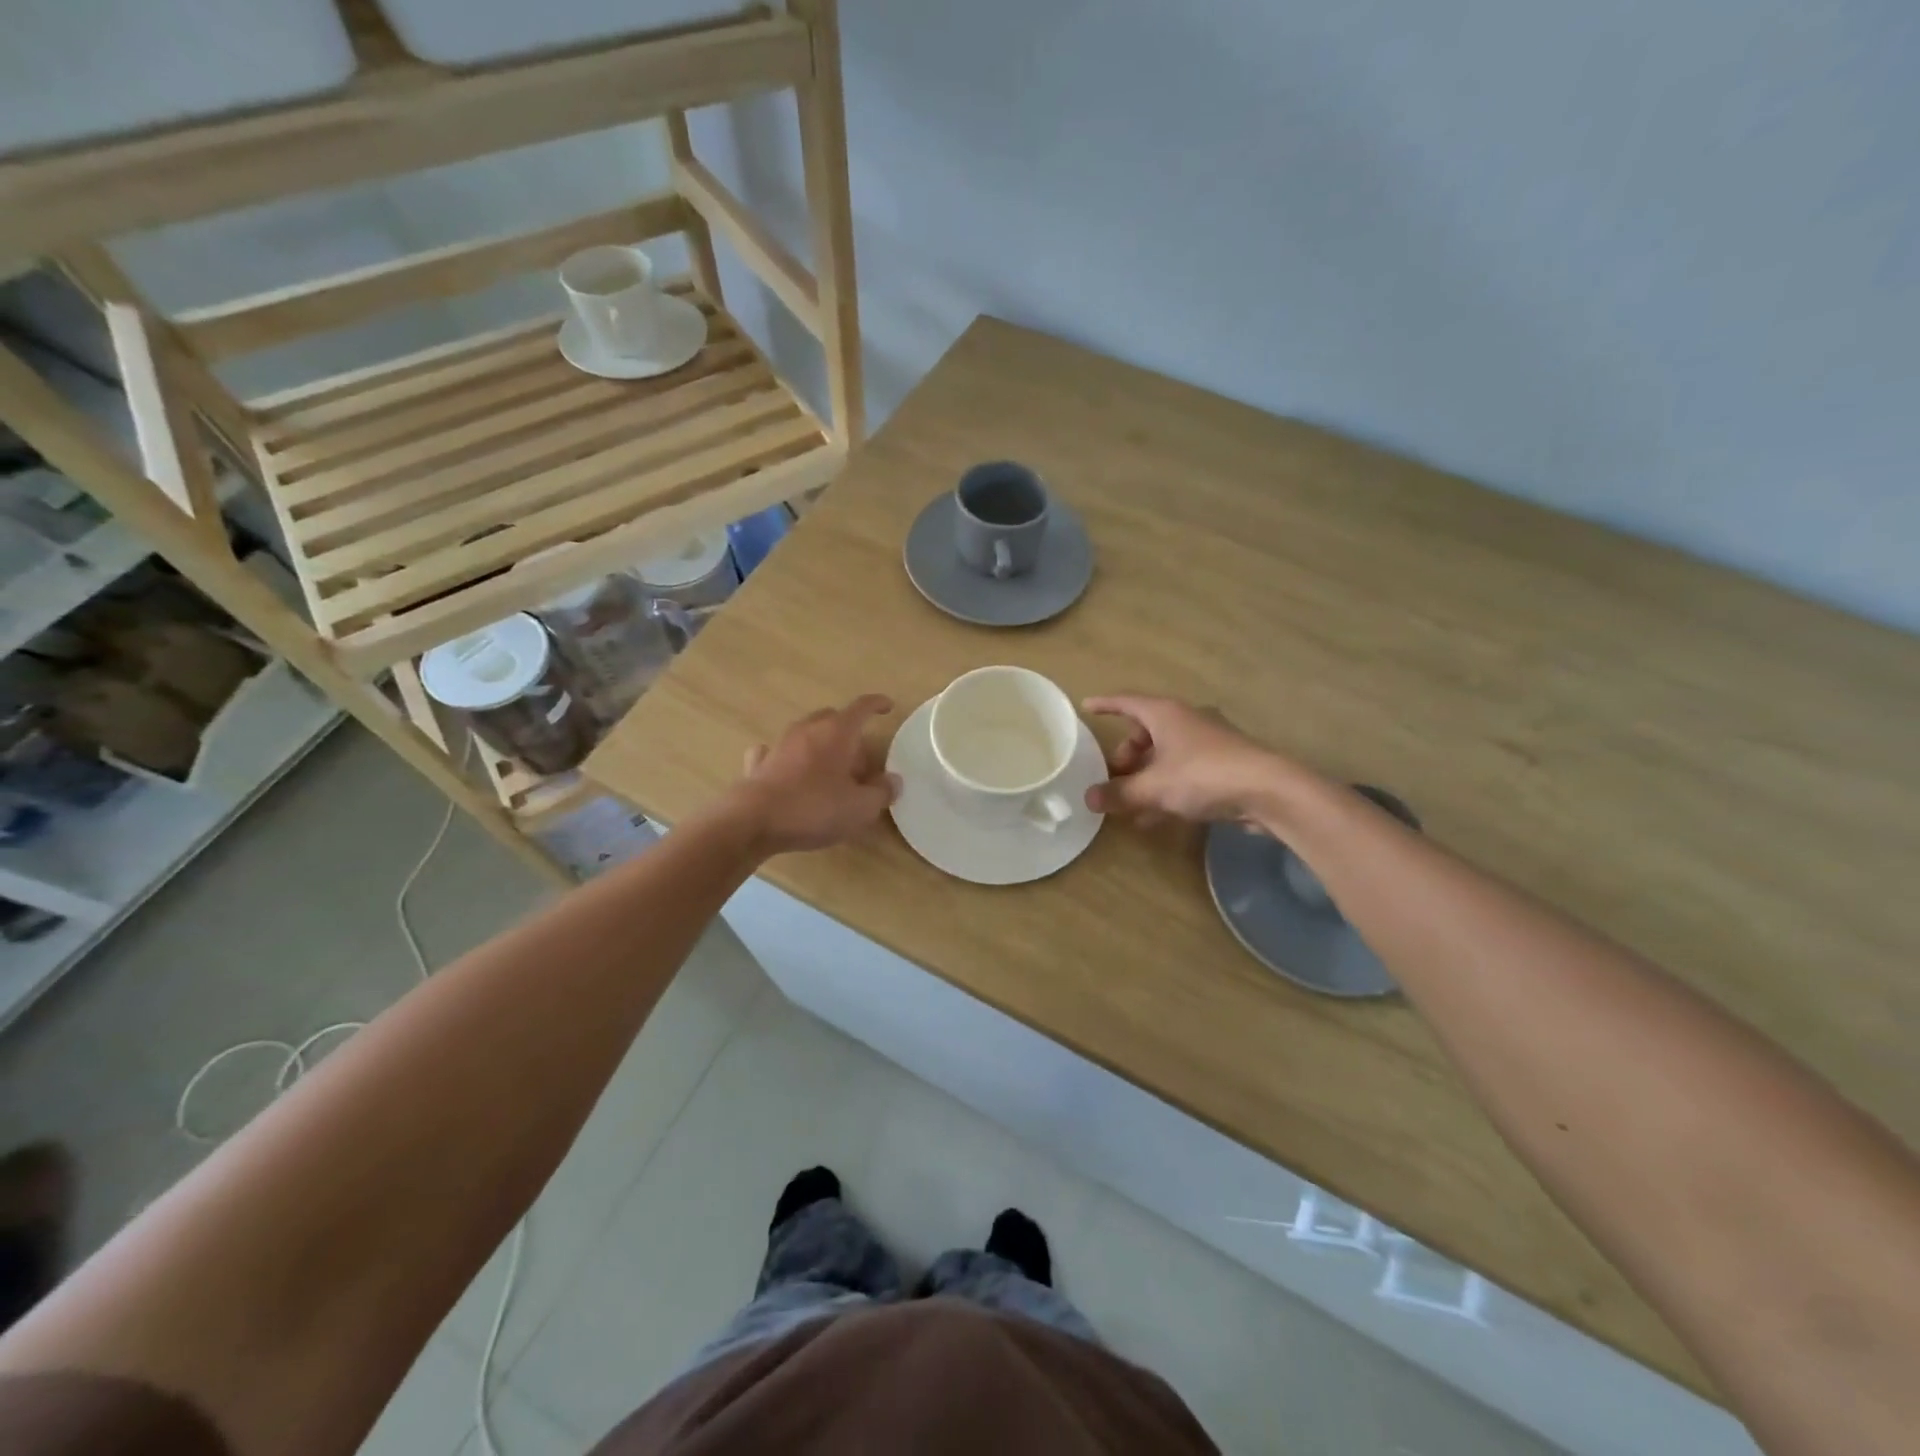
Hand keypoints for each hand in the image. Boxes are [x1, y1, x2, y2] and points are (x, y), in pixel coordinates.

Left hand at [731, 695, 901, 853]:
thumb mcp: (860, 808)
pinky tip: (788, 770)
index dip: (877, 705)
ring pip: (806, 733)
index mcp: (837, 732)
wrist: (753, 821)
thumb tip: (893, 781)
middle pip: (832, 718)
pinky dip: (787, 758)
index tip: (888, 706)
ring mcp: (780, 744)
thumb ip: (882, 792)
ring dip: (821, 745)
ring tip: (830, 770)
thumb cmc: (814, 808)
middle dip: (849, 732)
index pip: (861, 707)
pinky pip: (776, 752)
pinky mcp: (759, 764)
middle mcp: (808, 729)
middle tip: (859, 760)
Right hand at [1082, 694, 1291, 825]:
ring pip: (1165, 755)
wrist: (1269, 790)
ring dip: (1145, 776)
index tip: (1086, 707)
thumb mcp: (1154, 787)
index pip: (1127, 702)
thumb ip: (1120, 793)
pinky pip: (1183, 772)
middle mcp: (1186, 721)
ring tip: (1129, 803)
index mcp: (1166, 714)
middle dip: (1126, 754)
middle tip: (1114, 776)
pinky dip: (1165, 788)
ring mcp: (1207, 743)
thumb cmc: (1203, 776)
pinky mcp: (1223, 765)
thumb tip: (1089, 798)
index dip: (1105, 705)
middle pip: (1146, 731)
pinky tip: (1154, 817)